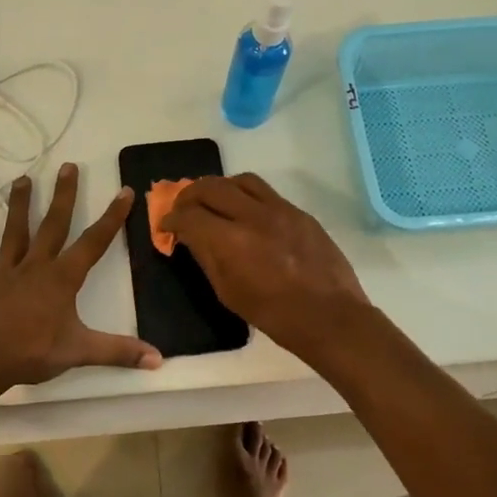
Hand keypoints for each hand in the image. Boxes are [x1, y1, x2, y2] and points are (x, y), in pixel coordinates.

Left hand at [0, 164, 162, 395]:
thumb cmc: (31, 354)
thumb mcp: (80, 352)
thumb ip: (119, 352)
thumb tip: (158, 359)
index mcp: (61, 279)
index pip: (94, 242)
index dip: (112, 217)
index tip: (124, 191)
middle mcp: (35, 267)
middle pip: (52, 225)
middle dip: (63, 196)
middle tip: (68, 166)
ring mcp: (5, 273)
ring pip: (15, 232)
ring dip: (19, 205)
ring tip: (22, 179)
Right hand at [161, 173, 369, 358]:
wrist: (330, 316)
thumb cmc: (274, 315)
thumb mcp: (229, 293)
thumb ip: (207, 258)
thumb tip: (191, 237)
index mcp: (231, 242)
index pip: (189, 215)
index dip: (171, 219)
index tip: (166, 226)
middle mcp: (253, 216)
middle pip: (211, 187)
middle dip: (189, 195)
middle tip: (183, 208)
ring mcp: (280, 210)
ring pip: (240, 180)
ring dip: (220, 187)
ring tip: (215, 202)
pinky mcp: (299, 212)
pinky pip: (266, 192)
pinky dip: (246, 195)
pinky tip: (246, 212)